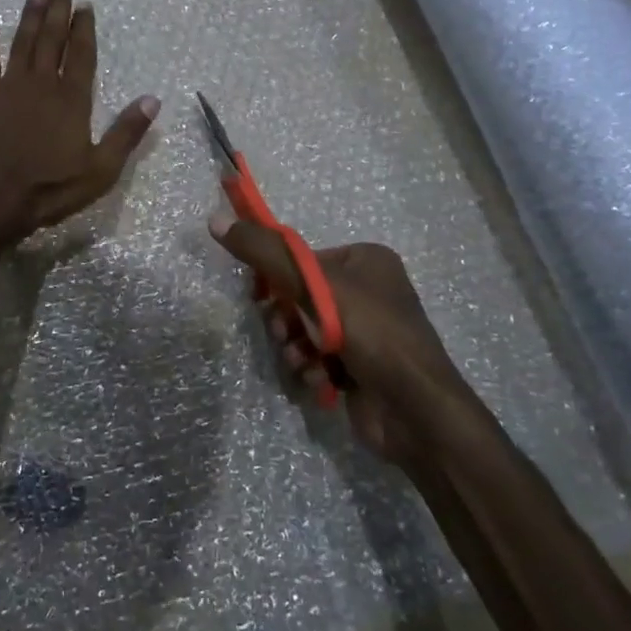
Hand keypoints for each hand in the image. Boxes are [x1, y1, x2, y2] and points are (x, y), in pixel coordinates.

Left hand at [0, 0, 160, 247]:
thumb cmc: (48, 190)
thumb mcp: (100, 171)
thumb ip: (126, 133)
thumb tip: (153, 100)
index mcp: (71, 99)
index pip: (81, 54)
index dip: (84, 27)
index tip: (86, 4)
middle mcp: (41, 83)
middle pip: (52, 39)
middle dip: (59, 9)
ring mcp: (8, 86)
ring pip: (22, 41)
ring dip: (30, 15)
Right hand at [210, 218, 460, 460]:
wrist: (415, 410)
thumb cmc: (369, 332)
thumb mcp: (312, 283)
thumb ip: (263, 252)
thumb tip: (214, 220)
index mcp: (366, 259)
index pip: (302, 259)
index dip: (275, 277)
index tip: (258, 297)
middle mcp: (369, 290)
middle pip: (301, 296)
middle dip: (286, 319)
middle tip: (284, 333)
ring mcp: (367, 331)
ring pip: (306, 330)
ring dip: (296, 347)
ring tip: (303, 361)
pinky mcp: (362, 366)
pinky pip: (320, 357)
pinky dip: (314, 368)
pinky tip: (320, 380)